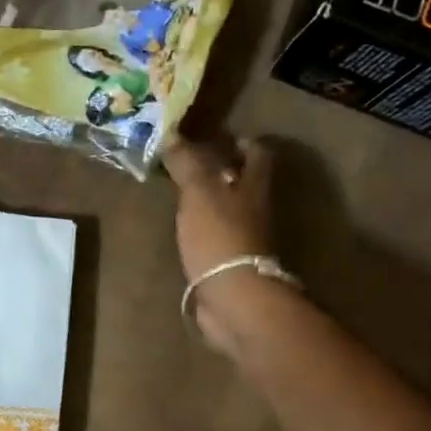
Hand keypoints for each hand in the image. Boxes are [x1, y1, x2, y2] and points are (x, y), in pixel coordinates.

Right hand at [162, 133, 278, 349]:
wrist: (233, 296)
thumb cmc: (219, 236)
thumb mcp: (199, 191)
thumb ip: (187, 163)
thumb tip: (173, 134)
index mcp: (254, 185)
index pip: (257, 153)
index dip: (240, 141)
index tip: (214, 136)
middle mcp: (256, 208)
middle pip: (244, 181)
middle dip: (221, 170)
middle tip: (188, 163)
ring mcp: (245, 238)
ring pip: (229, 209)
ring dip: (210, 200)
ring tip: (179, 193)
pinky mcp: (231, 262)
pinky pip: (216, 237)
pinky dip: (203, 229)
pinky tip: (182, 229)